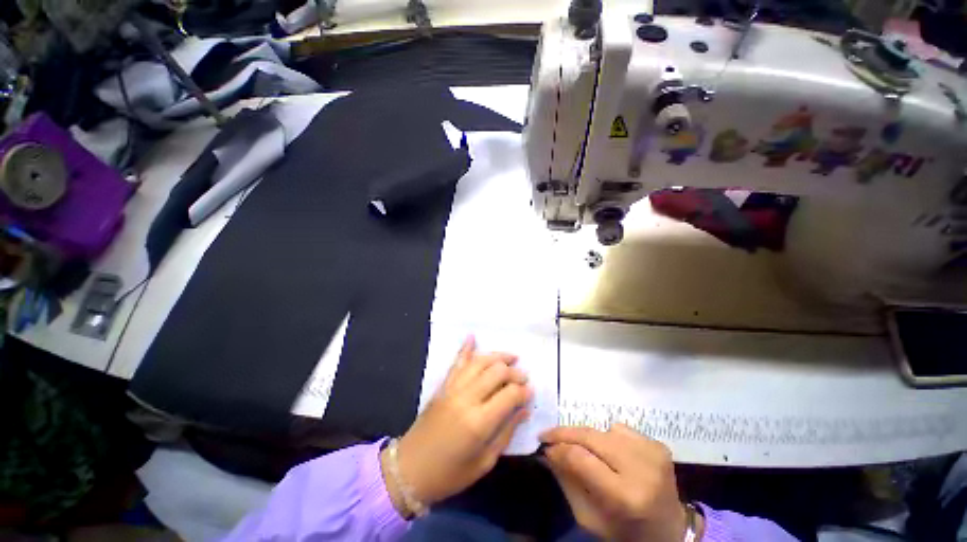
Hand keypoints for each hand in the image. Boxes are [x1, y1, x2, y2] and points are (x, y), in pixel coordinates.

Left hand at [381, 336, 532, 513]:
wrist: (409, 469)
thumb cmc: (450, 473)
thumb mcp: (484, 462)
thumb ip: (506, 433)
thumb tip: (524, 410)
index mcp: (479, 422)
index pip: (510, 394)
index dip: (524, 391)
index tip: (530, 392)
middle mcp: (467, 398)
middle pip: (496, 372)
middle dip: (514, 372)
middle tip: (523, 377)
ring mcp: (453, 388)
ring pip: (479, 362)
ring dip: (497, 356)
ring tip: (511, 357)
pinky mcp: (443, 385)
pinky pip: (456, 362)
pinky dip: (465, 348)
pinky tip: (472, 337)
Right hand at [540, 424, 697, 541]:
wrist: (670, 531)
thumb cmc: (625, 531)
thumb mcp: (589, 517)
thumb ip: (567, 481)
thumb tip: (547, 451)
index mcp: (626, 496)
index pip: (581, 458)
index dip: (558, 447)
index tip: (543, 445)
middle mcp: (641, 469)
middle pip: (591, 436)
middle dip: (565, 433)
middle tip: (547, 434)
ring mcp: (653, 452)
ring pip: (603, 430)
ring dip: (587, 438)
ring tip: (583, 450)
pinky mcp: (658, 445)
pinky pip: (620, 429)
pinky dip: (608, 437)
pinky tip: (611, 454)